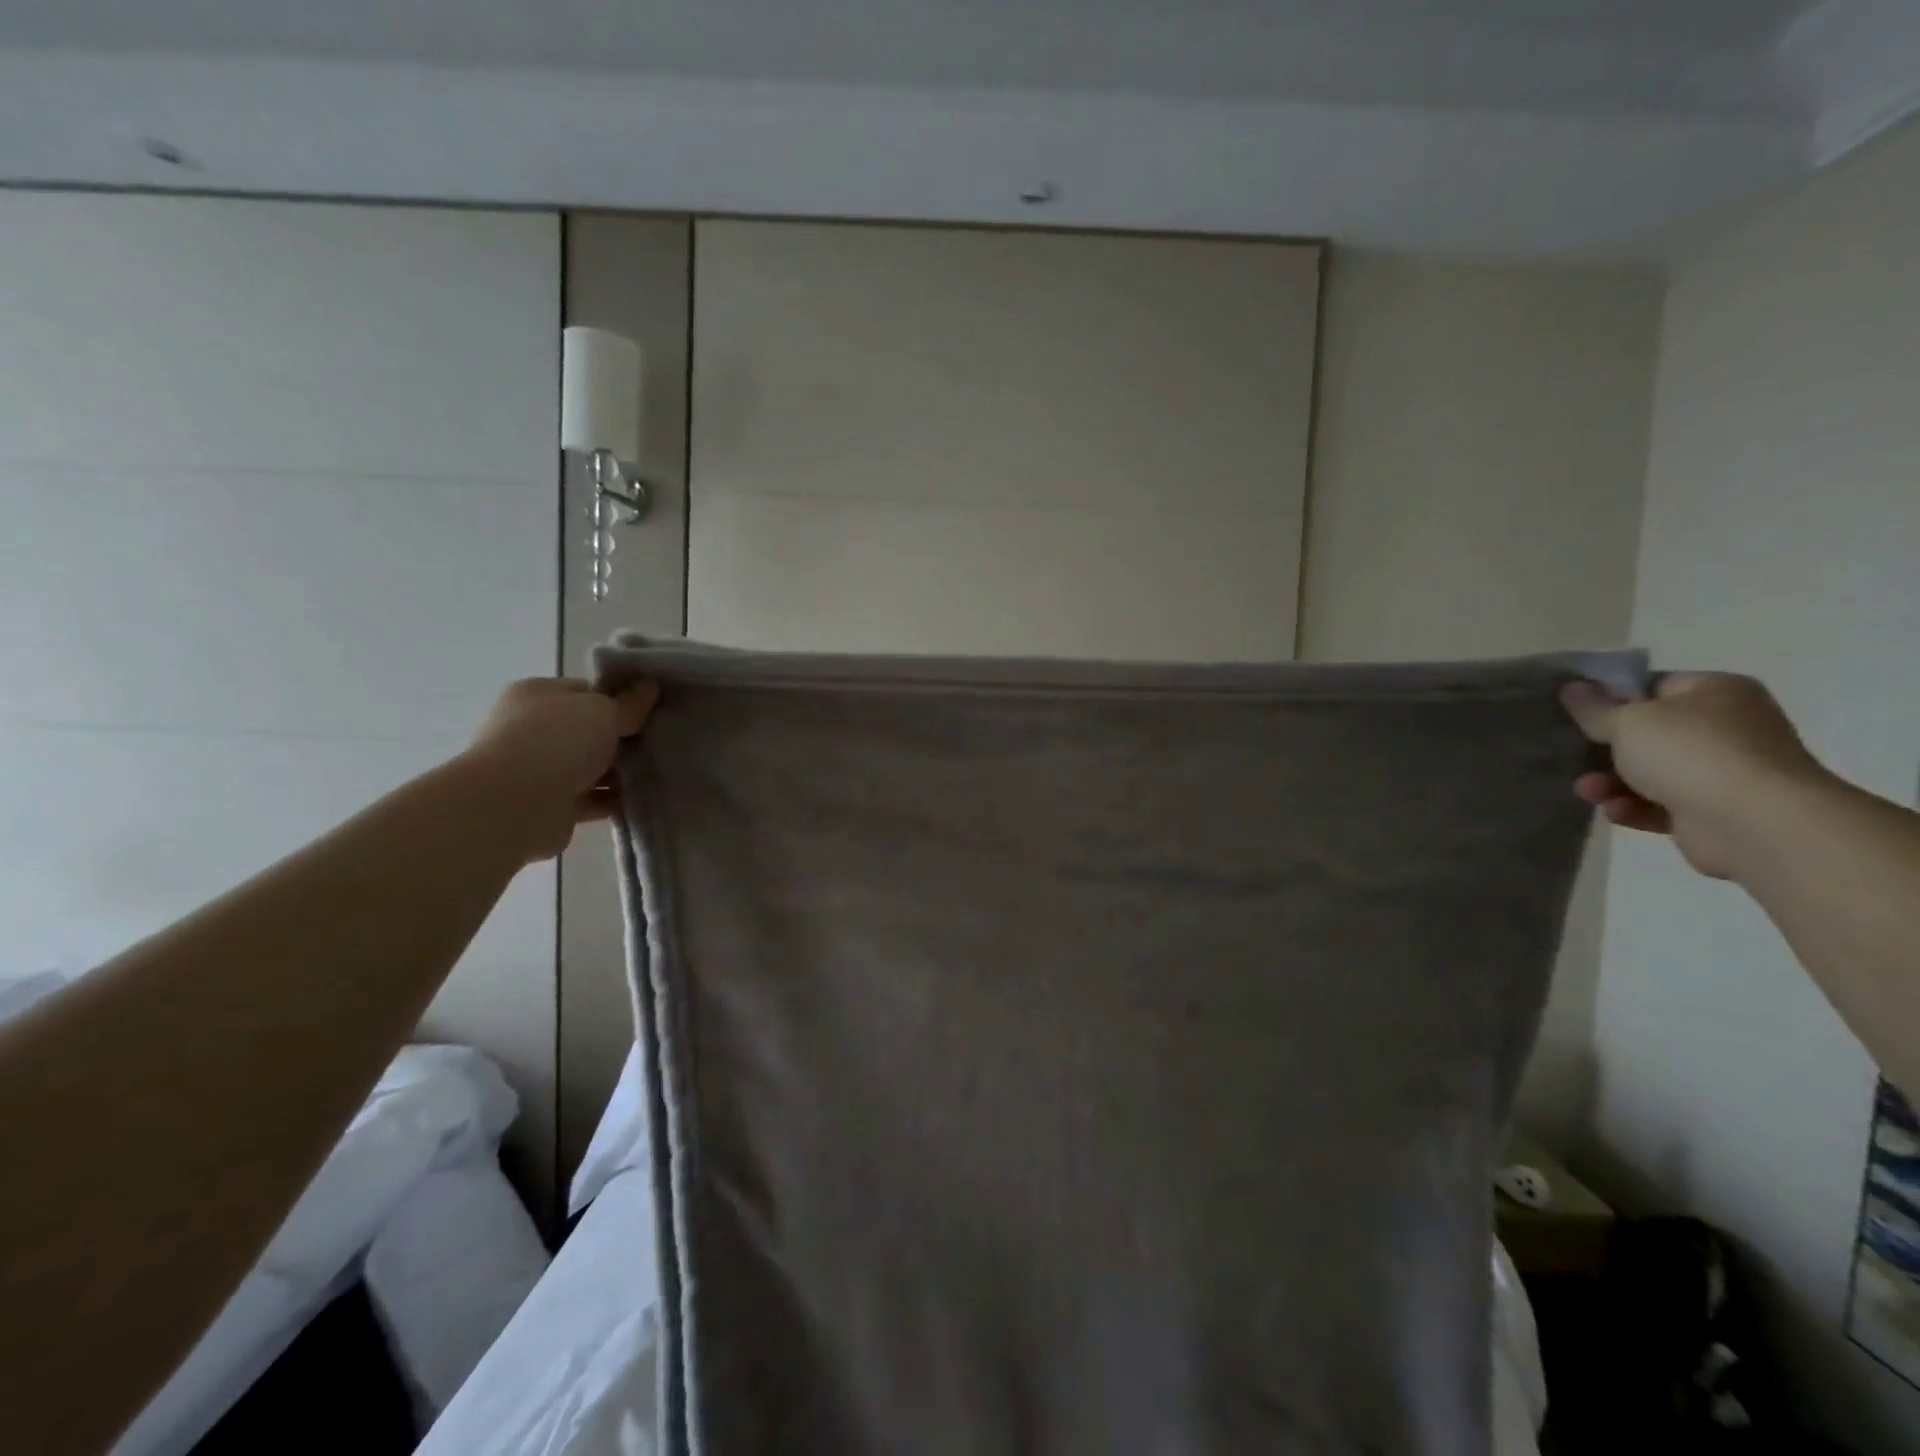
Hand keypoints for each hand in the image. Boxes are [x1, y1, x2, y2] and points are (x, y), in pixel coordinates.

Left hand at [459, 678, 658, 861]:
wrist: (516, 804)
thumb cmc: (558, 742)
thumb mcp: (603, 711)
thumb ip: (629, 703)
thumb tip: (650, 686)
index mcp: (536, 695)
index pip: (584, 691)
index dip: (617, 699)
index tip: (649, 711)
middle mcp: (531, 728)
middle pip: (587, 730)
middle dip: (620, 738)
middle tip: (657, 742)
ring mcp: (536, 768)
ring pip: (589, 766)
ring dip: (617, 772)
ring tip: (656, 772)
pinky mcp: (548, 804)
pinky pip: (589, 798)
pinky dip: (611, 800)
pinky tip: (640, 798)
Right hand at [1560, 672, 1828, 879]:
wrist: (1756, 823)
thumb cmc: (1691, 754)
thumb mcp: (1627, 721)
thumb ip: (1593, 707)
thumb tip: (1571, 687)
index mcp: (1714, 692)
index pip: (1651, 685)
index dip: (1609, 697)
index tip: (1574, 712)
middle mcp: (1726, 726)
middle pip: (1647, 732)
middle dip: (1605, 748)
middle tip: (1570, 754)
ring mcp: (1724, 770)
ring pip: (1649, 771)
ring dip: (1612, 781)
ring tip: (1587, 790)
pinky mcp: (1714, 810)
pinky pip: (1661, 804)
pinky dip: (1634, 807)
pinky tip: (1614, 811)